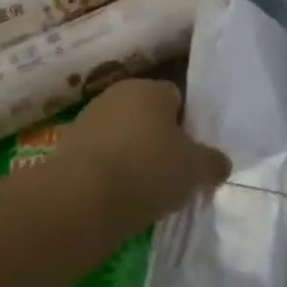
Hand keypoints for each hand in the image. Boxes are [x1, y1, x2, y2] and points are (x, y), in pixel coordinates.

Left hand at [58, 79, 230, 223]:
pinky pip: (100, 158)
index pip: (177, 98)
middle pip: (147, 116)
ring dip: (131, 157)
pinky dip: (108, 173)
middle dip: (158, 141)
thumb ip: (212, 163)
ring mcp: (88, 120)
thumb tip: (220, 164)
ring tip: (142, 192)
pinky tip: (116, 197)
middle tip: (170, 174)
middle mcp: (117, 94)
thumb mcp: (195, 169)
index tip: (191, 156)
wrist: (81, 199)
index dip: (187, 126)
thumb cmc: (147, 169)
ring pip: (121, 137)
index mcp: (150, 88)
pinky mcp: (67, 148)